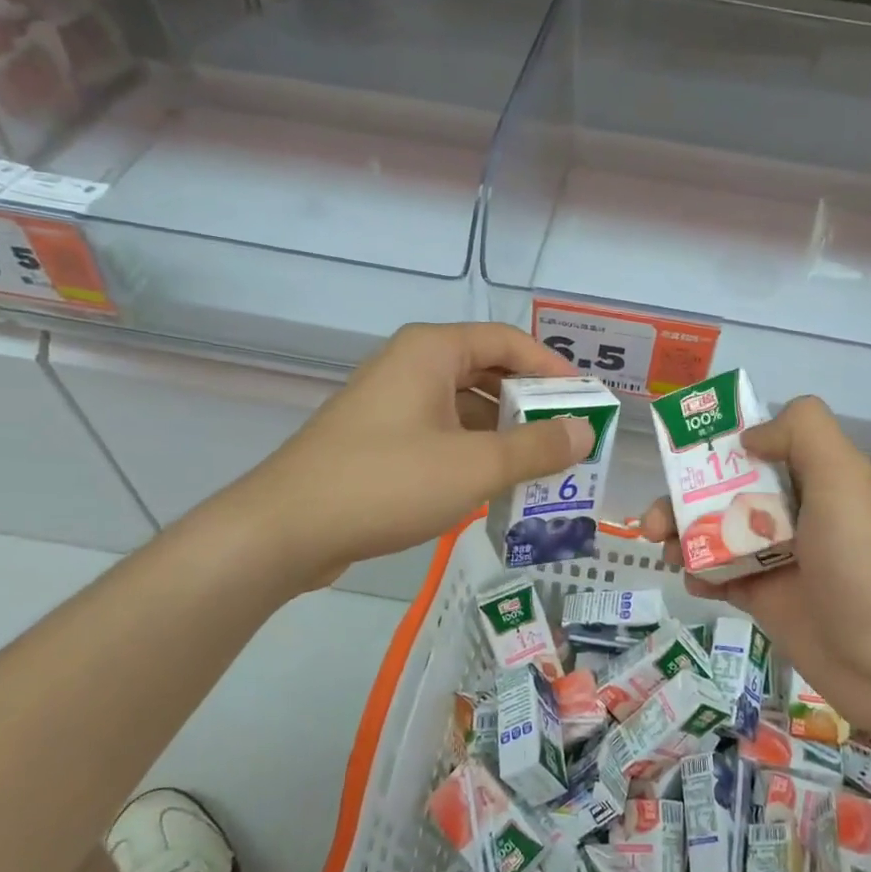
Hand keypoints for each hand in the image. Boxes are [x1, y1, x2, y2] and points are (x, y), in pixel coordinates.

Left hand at [241, 323, 591, 589]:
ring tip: (541, 467)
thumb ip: (536, 447)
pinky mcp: (379, 439)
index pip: (508, 341)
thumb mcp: (475, 465)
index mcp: (432, 352)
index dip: (552, 367)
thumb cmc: (386, 482)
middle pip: (487, 371)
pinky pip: (441, 433)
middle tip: (568, 437)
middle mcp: (410, 366)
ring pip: (464, 407)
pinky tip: (494, 485)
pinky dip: (473, 451)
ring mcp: (391, 403)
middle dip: (530, 404)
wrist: (285, 530)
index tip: (585, 400)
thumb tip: (584, 431)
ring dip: (504, 433)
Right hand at [642, 396, 870, 734]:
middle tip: (653, 520)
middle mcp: (792, 511)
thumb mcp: (841, 475)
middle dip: (682, 496)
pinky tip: (693, 582)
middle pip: (723, 489)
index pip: (756, 445)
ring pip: (714, 532)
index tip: (681, 452)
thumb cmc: (859, 558)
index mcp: (811, 476)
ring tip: (663, 550)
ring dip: (680, 534)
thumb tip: (747, 437)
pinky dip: (698, 574)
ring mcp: (775, 557)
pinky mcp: (763, 598)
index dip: (716, 443)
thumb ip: (800, 431)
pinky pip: (718, 575)